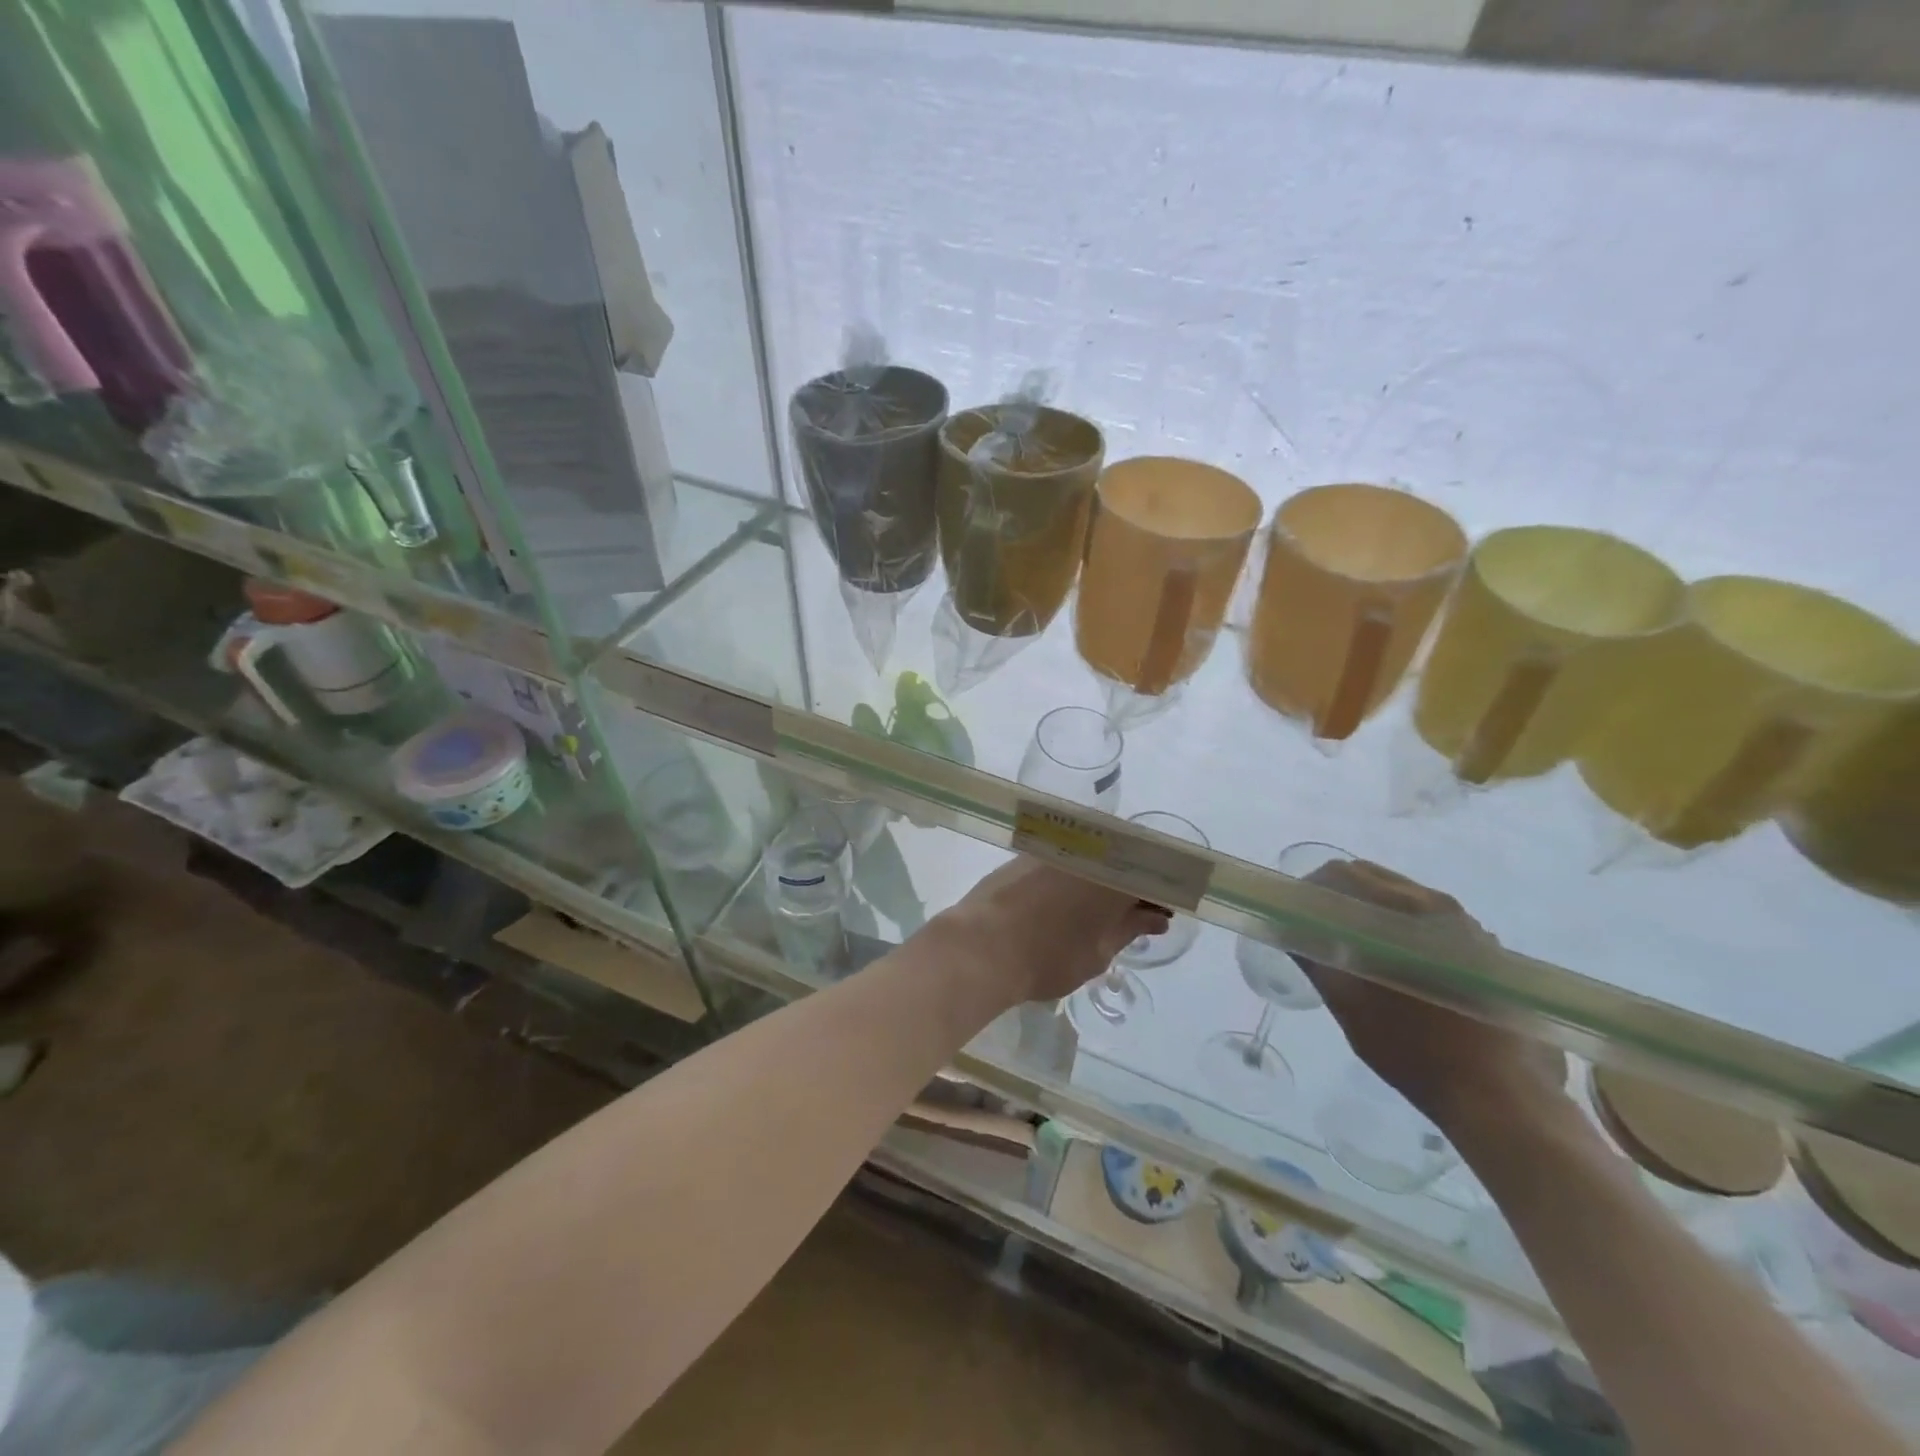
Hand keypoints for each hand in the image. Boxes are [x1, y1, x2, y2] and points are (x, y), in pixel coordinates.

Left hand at [935, 857, 1170, 1006]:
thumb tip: (1155, 918)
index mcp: (1113, 874)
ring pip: (1092, 857)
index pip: (1151, 873)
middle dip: (1132, 885)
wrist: (979, 947)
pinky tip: (1068, 902)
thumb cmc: (1047, 957)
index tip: (1160, 915)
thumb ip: (1129, 929)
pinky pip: (1064, 858)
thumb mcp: (1098, 953)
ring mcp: (1052, 849)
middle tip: (1133, 916)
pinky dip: (1075, 876)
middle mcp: (1086, 851)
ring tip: (1100, 912)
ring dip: (1103, 880)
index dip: (1159, 894)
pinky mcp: (1025, 854)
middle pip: (1122, 860)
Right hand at [1295, 860, 1566, 1134]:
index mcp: (1402, 910)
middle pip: (1374, 879)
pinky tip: (1401, 973)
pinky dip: (1404, 933)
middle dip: (1341, 899)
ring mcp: (1469, 927)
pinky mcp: (1488, 952)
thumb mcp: (1348, 1005)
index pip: (1341, 875)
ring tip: (1360, 956)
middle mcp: (1439, 906)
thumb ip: (1316, 958)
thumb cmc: (1414, 1048)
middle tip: (1321, 935)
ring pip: (1404, 899)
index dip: (1309, 891)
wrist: (1505, 1098)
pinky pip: (1431, 923)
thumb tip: (1289, 929)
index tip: (1295, 918)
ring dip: (1373, 916)